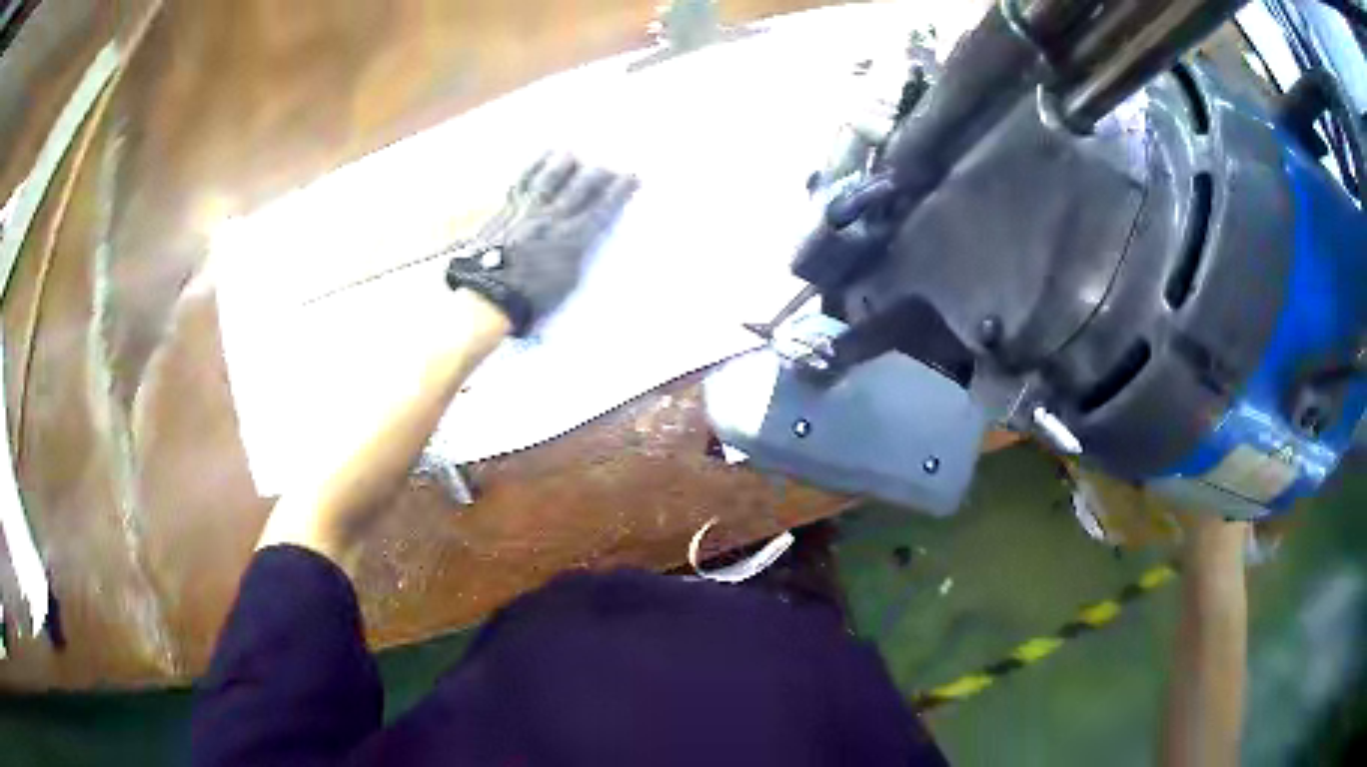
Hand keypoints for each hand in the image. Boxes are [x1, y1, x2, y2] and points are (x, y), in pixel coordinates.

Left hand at [447, 153, 637, 334]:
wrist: (486, 297)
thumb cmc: (530, 299)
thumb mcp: (568, 282)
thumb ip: (579, 253)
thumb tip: (585, 235)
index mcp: (572, 239)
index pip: (604, 207)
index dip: (621, 190)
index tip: (634, 177)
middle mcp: (553, 217)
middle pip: (581, 185)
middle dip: (599, 173)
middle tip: (608, 169)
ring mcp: (528, 210)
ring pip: (551, 176)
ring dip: (566, 162)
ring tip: (573, 155)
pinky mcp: (506, 208)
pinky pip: (523, 178)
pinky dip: (535, 164)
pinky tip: (544, 155)